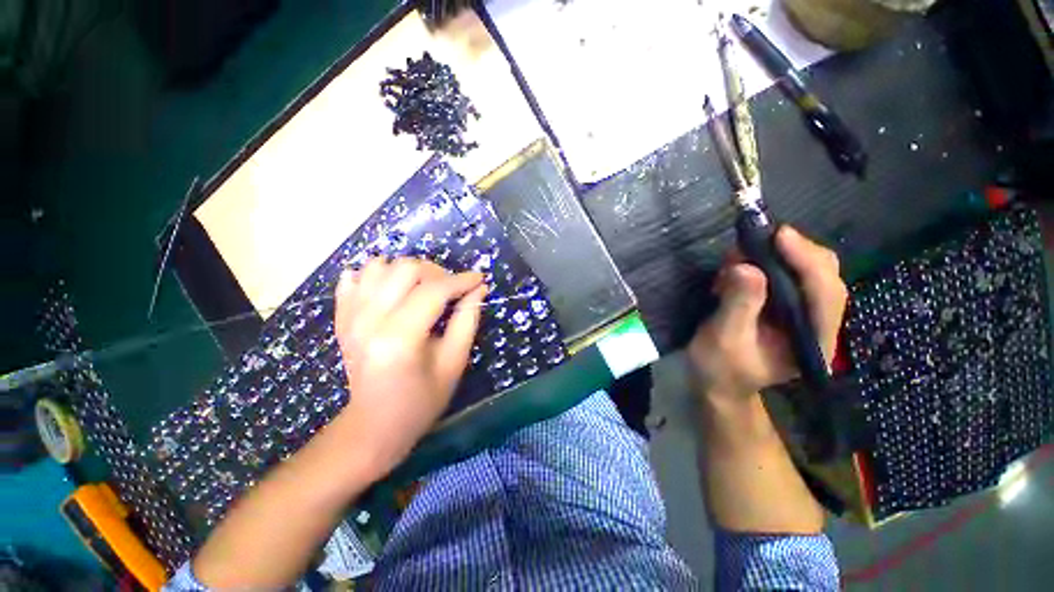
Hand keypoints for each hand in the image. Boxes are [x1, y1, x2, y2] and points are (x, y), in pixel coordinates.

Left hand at [332, 258, 486, 477]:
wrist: (374, 425)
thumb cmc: (421, 400)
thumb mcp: (454, 363)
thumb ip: (467, 320)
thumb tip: (478, 289)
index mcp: (399, 339)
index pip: (434, 291)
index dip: (461, 280)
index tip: (479, 279)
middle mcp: (368, 321)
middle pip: (405, 269)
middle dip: (437, 272)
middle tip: (452, 289)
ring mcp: (349, 317)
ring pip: (380, 266)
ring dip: (408, 271)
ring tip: (424, 289)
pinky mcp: (341, 317)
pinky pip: (354, 277)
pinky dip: (377, 275)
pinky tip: (393, 290)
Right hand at [688, 226, 847, 400]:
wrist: (717, 382)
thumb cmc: (719, 368)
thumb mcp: (723, 339)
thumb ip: (738, 305)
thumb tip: (747, 267)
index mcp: (812, 340)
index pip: (824, 292)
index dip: (805, 259)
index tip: (778, 234)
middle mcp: (818, 324)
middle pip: (824, 275)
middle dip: (792, 252)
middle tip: (753, 241)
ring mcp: (805, 314)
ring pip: (808, 270)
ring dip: (777, 255)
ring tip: (740, 255)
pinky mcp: (789, 307)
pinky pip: (789, 274)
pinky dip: (767, 262)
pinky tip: (743, 265)